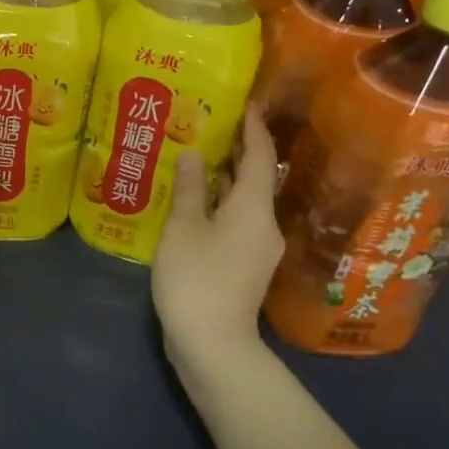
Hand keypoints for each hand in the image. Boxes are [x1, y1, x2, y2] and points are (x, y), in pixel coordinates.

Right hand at [153, 106, 284, 385]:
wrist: (213, 344)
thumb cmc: (196, 278)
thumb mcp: (183, 228)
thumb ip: (188, 189)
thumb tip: (193, 155)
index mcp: (254, 208)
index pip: (261, 157)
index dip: (254, 128)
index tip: (246, 103)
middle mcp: (265, 224)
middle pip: (257, 179)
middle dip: (238, 151)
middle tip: (212, 125)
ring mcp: (259, 249)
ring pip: (246, 202)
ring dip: (227, 179)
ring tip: (199, 158)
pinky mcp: (246, 267)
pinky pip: (238, 221)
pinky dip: (222, 204)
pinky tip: (197, 202)